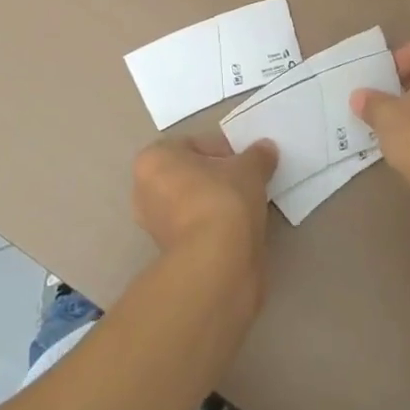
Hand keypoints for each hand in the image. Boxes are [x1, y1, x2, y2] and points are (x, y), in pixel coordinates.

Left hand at [132, 134, 277, 283]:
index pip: (195, 145)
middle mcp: (144, 190)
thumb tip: (266, 148)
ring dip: (217, 203)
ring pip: (193, 203)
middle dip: (218, 177)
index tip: (247, 164)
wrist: (216, 263)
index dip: (225, 151)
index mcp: (153, 159)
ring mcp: (154, 225)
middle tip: (247, 183)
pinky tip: (238, 230)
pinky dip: (215, 226)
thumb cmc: (222, 199)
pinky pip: (197, 227)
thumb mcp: (248, 169)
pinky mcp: (169, 254)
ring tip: (247, 208)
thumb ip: (257, 156)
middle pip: (191, 174)